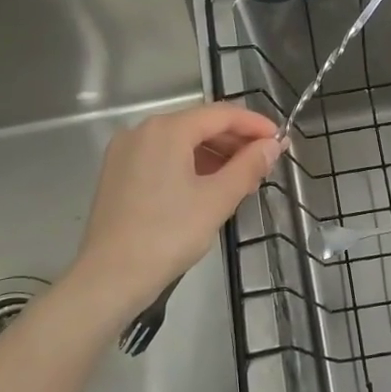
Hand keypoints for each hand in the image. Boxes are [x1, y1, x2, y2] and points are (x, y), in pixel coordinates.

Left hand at [71, 102, 283, 313]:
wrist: (110, 276)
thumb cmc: (168, 235)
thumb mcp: (216, 200)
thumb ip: (248, 167)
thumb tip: (272, 146)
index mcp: (167, 129)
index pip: (221, 114)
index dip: (255, 125)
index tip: (280, 141)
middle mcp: (142, 130)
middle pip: (198, 124)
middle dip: (234, 141)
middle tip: (264, 163)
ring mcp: (125, 151)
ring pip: (179, 142)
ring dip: (213, 154)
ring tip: (241, 178)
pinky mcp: (117, 173)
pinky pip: (161, 157)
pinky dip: (188, 165)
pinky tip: (207, 186)